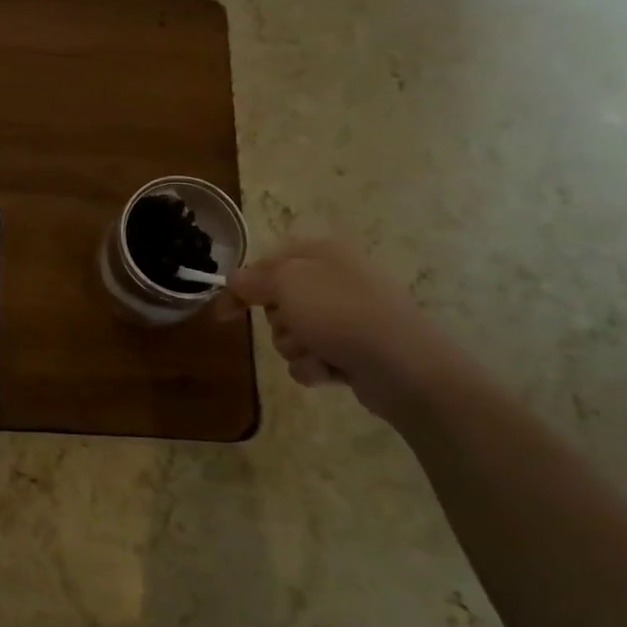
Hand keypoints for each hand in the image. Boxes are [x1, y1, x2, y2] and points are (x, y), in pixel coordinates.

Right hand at [228, 240, 470, 420]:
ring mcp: (346, 318)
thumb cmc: (341, 313)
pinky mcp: (353, 351)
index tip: (222, 312)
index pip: (267, 263)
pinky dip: (315, 368)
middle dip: (278, 322)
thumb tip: (235, 279)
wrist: (403, 366)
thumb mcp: (288, 284)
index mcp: (321, 254)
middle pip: (278, 303)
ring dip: (296, 348)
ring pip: (293, 334)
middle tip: (294, 327)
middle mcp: (333, 281)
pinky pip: (313, 359)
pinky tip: (331, 371)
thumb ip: (255, 279)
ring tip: (318, 353)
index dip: (242, 286)